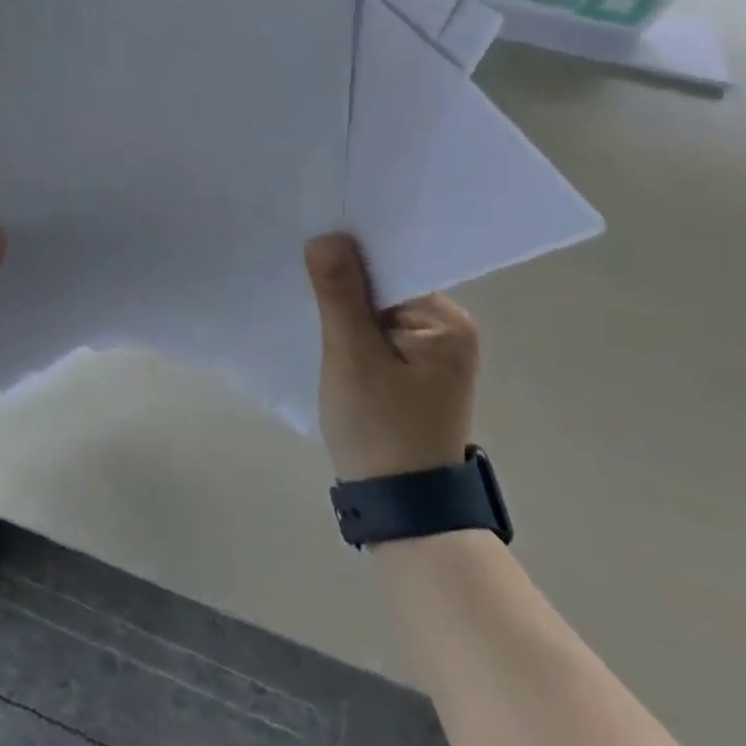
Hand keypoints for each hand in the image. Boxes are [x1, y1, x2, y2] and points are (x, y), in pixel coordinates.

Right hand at [305, 233, 477, 481]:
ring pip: (375, 306)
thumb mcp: (353, 357)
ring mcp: (430, 351)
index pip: (393, 264)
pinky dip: (348, 324)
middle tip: (299, 261)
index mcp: (447, 322)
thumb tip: (326, 235)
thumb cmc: (380, 430)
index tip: (311, 238)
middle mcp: (446, 330)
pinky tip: (321, 322)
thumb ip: (340, 293)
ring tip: (304, 286)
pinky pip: (375, 329)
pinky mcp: (410, 369)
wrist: (401, 510)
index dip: (352, 251)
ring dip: (343, 302)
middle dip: (345, 277)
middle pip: (385, 283)